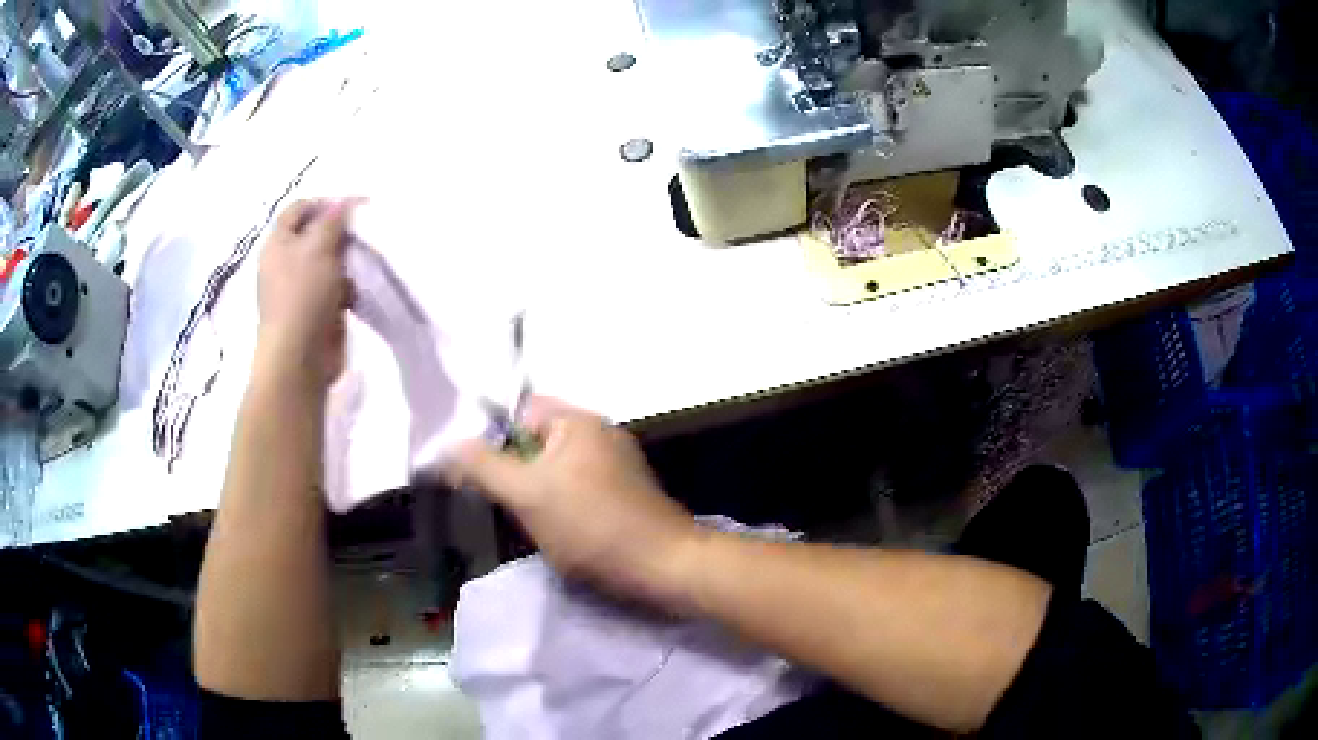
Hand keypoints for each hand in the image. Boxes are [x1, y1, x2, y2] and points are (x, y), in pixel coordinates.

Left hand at [255, 199, 357, 389]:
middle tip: (364, 233)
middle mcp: (284, 262)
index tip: (356, 207)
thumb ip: (334, 219)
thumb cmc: (304, 295)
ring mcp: (298, 288)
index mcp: (278, 242)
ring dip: (347, 260)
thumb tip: (345, 201)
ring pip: (327, 261)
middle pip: (315, 234)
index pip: (301, 208)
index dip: (326, 202)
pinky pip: (333, 287)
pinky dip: (348, 284)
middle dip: (340, 232)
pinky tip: (362, 287)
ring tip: (367, 260)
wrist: (299, 358)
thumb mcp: (320, 246)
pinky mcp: (313, 310)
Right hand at [447, 397, 701, 609]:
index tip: (477, 473)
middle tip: (503, 503)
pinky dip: (560, 506)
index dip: (493, 437)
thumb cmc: (591, 526)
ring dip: (535, 493)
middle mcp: (600, 434)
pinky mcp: (624, 495)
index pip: (520, 411)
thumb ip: (483, 466)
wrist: (664, 567)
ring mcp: (616, 466)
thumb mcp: (527, 494)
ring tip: (527, 523)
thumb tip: (447, 446)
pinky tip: (557, 532)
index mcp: (579, 422)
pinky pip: (577, 490)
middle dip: (514, 471)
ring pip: (555, 471)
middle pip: (536, 442)